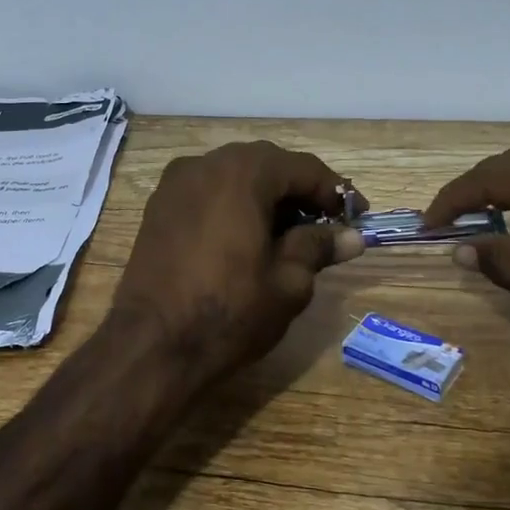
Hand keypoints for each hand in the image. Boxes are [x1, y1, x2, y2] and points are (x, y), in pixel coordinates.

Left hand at [111, 141, 364, 387]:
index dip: (335, 192)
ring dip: (266, 197)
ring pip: (234, 176)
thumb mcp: (288, 282)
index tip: (358, 217)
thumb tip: (351, 237)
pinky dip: (234, 205)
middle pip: (266, 165)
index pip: (302, 168)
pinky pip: (207, 192)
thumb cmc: (229, 312)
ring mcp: (175, 184)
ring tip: (289, 235)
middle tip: (325, 225)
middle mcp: (205, 164)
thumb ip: (318, 248)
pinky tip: (247, 238)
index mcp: (242, 173)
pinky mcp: (158, 208)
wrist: (151, 345)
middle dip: (299, 192)